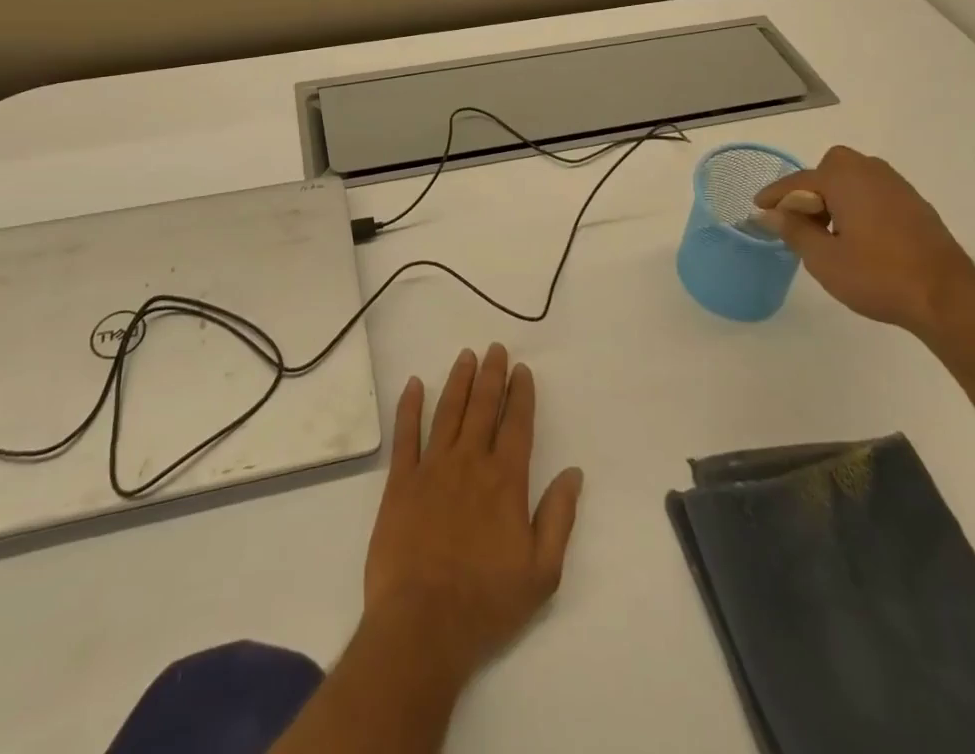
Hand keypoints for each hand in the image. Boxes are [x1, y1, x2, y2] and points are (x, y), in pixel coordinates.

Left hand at [362, 345, 582, 689]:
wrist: (422, 624)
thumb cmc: (486, 602)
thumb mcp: (541, 572)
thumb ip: (559, 517)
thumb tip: (573, 473)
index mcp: (505, 481)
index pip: (517, 425)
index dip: (521, 394)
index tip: (522, 370)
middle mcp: (470, 462)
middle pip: (482, 407)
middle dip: (491, 375)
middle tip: (494, 348)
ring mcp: (432, 468)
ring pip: (448, 411)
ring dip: (458, 381)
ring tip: (466, 356)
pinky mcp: (401, 481)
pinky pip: (406, 434)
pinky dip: (409, 406)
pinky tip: (414, 384)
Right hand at [754, 146, 974, 337]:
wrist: (948, 299)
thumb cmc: (878, 275)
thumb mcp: (823, 258)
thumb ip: (792, 230)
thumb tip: (768, 214)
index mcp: (844, 179)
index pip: (798, 182)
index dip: (775, 196)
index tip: (758, 209)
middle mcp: (871, 173)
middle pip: (830, 168)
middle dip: (812, 188)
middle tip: (802, 219)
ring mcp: (898, 188)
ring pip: (855, 178)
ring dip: (836, 195)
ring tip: (829, 230)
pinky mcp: (917, 206)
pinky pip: (875, 193)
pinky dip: (859, 204)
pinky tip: (859, 235)